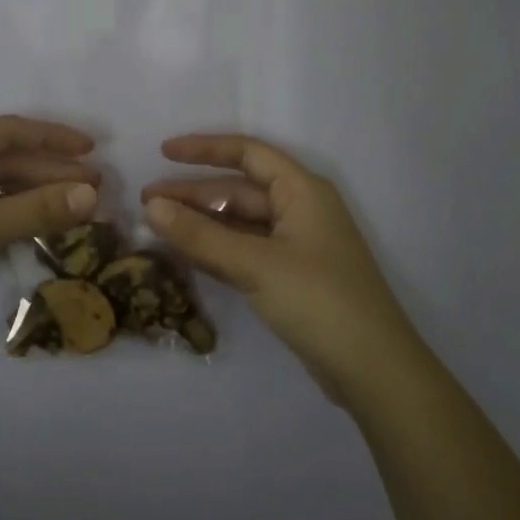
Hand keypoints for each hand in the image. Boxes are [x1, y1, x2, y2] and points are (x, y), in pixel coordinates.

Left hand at [0, 116, 100, 365]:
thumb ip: (36, 210)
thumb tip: (93, 194)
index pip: (5, 131)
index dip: (50, 136)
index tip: (91, 147)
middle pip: (5, 160)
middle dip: (50, 170)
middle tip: (95, 185)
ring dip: (38, 195)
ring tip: (81, 207)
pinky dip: (18, 217)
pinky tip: (47, 226)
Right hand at [141, 134, 415, 405]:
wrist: (372, 370)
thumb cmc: (318, 300)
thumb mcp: (254, 264)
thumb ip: (200, 235)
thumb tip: (152, 207)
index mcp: (302, 191)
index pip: (248, 153)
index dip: (205, 149)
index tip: (163, 152)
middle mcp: (299, 210)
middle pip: (238, 190)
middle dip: (193, 194)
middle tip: (147, 202)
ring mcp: (295, 246)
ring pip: (239, 223)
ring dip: (201, 223)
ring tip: (157, 227)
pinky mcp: (289, 277)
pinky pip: (244, 251)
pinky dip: (215, 249)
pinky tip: (184, 254)